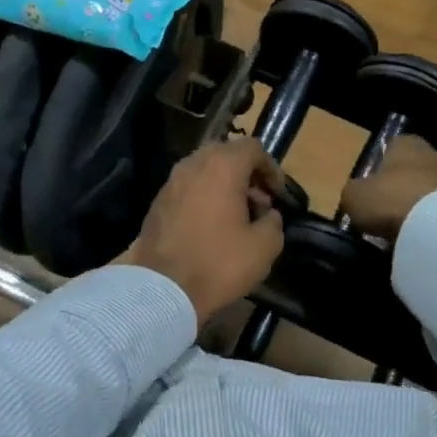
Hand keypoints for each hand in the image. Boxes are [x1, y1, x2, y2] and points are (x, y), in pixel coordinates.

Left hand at [124, 138, 286, 322]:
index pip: (253, 148)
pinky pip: (189, 189)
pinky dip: (204, 198)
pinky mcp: (157, 202)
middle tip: (260, 204)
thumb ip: (274, 222)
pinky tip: (212, 227)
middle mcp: (193, 164)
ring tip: (238, 218)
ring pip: (205, 172)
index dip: (271, 168)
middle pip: (226, 155)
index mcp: (222, 166)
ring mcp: (171, 182)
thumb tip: (269, 214)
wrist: (162, 289)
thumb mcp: (264, 247)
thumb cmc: (218, 263)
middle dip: (247, 175)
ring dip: (225, 187)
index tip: (279, 195)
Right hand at [339, 135, 436, 243]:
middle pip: (417, 167)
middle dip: (406, 184)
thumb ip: (355, 191)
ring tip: (408, 227)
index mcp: (407, 143)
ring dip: (424, 203)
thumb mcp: (354, 196)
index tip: (374, 186)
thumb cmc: (390, 199)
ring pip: (434, 188)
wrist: (436, 226)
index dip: (382, 165)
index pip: (393, 146)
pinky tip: (425, 236)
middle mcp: (436, 154)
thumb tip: (358, 196)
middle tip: (390, 208)